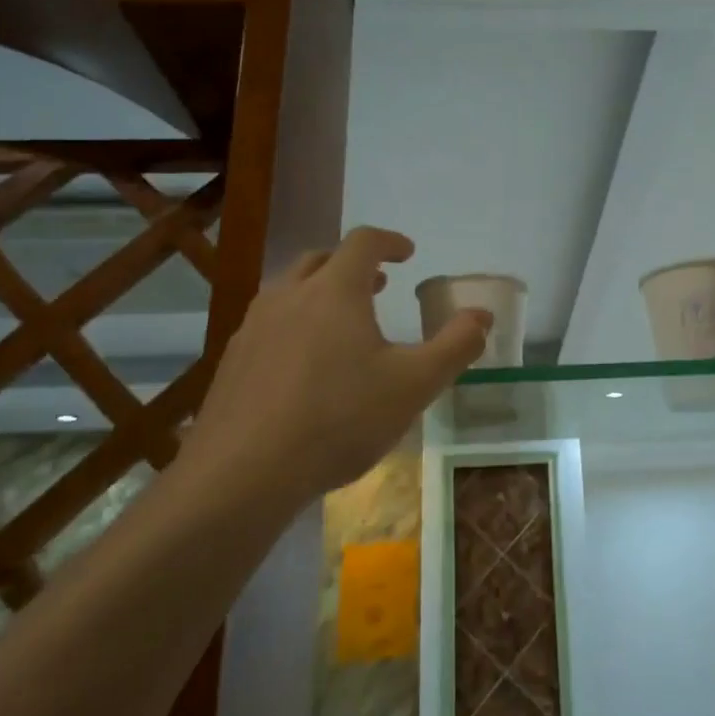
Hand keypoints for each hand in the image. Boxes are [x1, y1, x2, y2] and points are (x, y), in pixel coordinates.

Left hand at [181, 227, 489, 503]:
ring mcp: (253, 327)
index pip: (363, 242)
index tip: (407, 253)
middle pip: (321, 260)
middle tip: (377, 284)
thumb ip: (455, 346)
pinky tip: (304, 368)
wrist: (243, 473)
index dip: (389, 241)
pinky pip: (269, 325)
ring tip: (342, 324)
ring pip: (290, 291)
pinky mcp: (231, 362)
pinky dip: (295, 326)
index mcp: (335, 290)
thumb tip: (482, 316)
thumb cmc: (339, 419)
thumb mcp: (414, 385)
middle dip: (353, 265)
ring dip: (321, 293)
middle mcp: (289, 296)